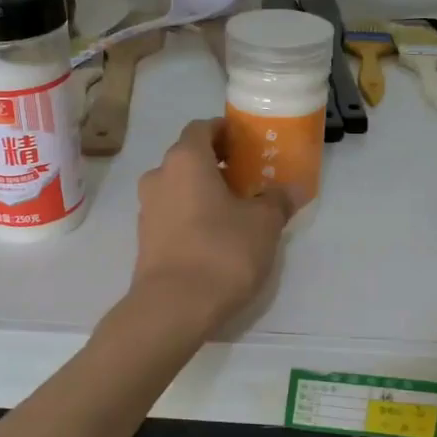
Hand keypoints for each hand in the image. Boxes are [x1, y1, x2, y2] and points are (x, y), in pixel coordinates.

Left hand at [131, 119, 294, 330]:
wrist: (173, 307)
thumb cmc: (221, 251)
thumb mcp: (263, 224)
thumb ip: (277, 200)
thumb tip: (291, 189)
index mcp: (185, 160)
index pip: (202, 128)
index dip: (225, 131)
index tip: (248, 145)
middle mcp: (159, 176)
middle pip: (189, 158)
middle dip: (217, 164)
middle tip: (249, 179)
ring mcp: (147, 209)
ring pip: (179, 187)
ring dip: (203, 191)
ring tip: (235, 211)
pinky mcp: (145, 239)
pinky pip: (172, 214)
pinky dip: (192, 215)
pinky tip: (215, 236)